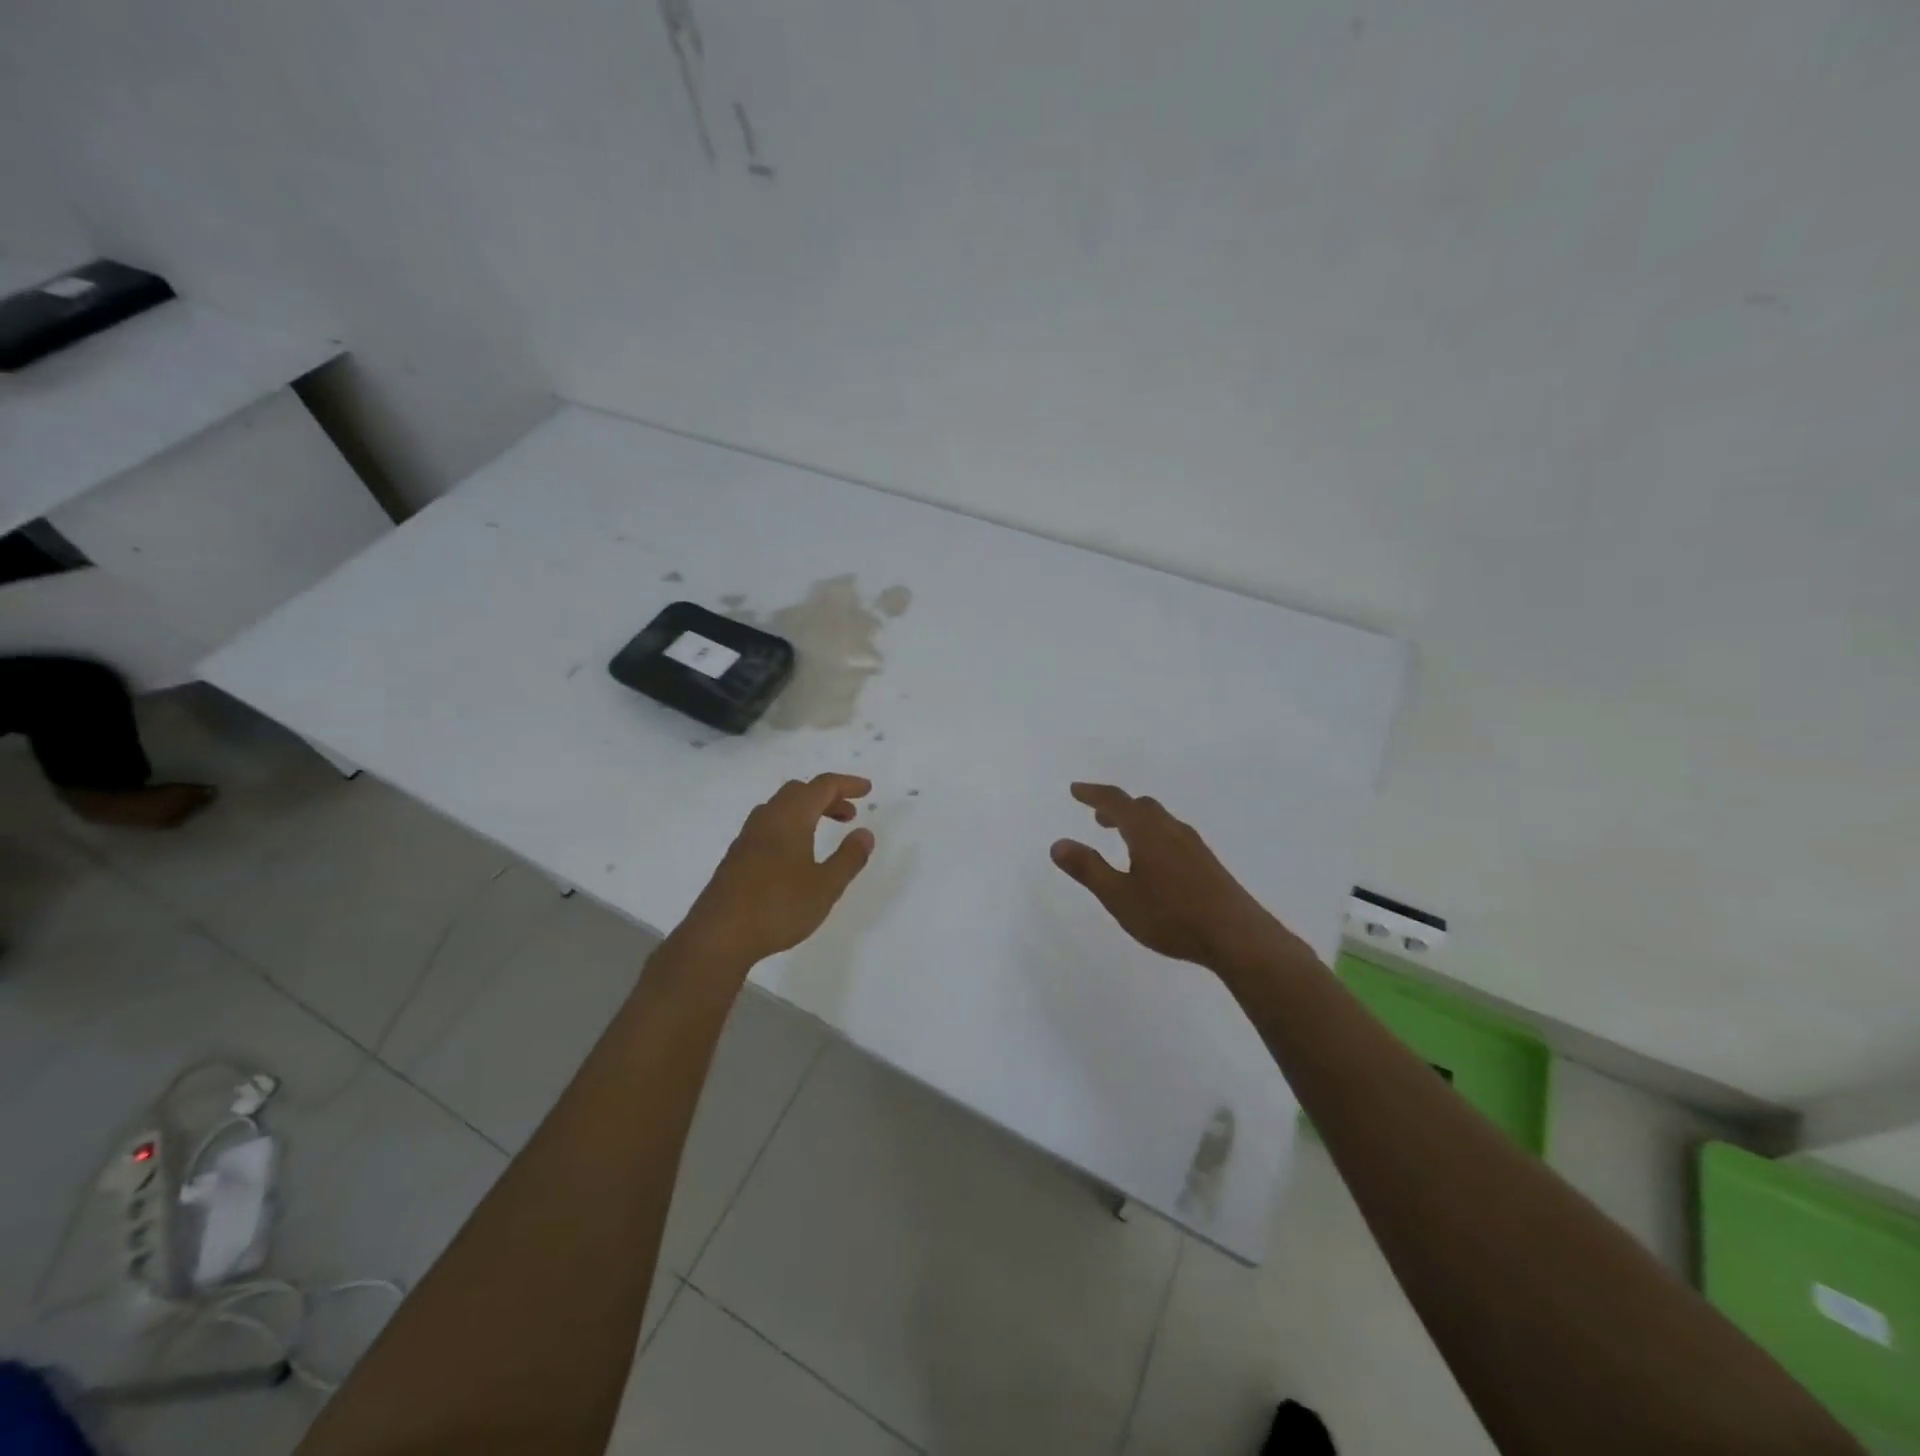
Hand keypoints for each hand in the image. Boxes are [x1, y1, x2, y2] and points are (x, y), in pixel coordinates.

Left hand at [678, 774, 875, 966]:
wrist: (718, 936)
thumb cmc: (778, 907)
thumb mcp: (826, 887)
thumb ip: (849, 858)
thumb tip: (864, 833)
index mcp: (790, 818)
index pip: (822, 786)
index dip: (847, 784)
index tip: (867, 789)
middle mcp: (766, 819)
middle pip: (799, 791)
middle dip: (827, 797)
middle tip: (849, 816)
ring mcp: (746, 838)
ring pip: (780, 808)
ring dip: (807, 811)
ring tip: (823, 833)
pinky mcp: (736, 857)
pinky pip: (767, 826)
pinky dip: (789, 826)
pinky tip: (795, 856)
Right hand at [1051, 782, 1289, 975]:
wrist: (1237, 936)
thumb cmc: (1171, 916)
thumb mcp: (1119, 896)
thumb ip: (1088, 869)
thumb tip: (1058, 843)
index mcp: (1147, 832)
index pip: (1115, 801)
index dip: (1093, 794)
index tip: (1075, 790)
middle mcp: (1172, 830)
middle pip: (1141, 807)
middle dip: (1116, 808)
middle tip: (1098, 817)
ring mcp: (1194, 846)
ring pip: (1160, 821)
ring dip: (1136, 821)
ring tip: (1122, 838)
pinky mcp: (1207, 863)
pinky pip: (1173, 836)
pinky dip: (1153, 835)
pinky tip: (1154, 862)